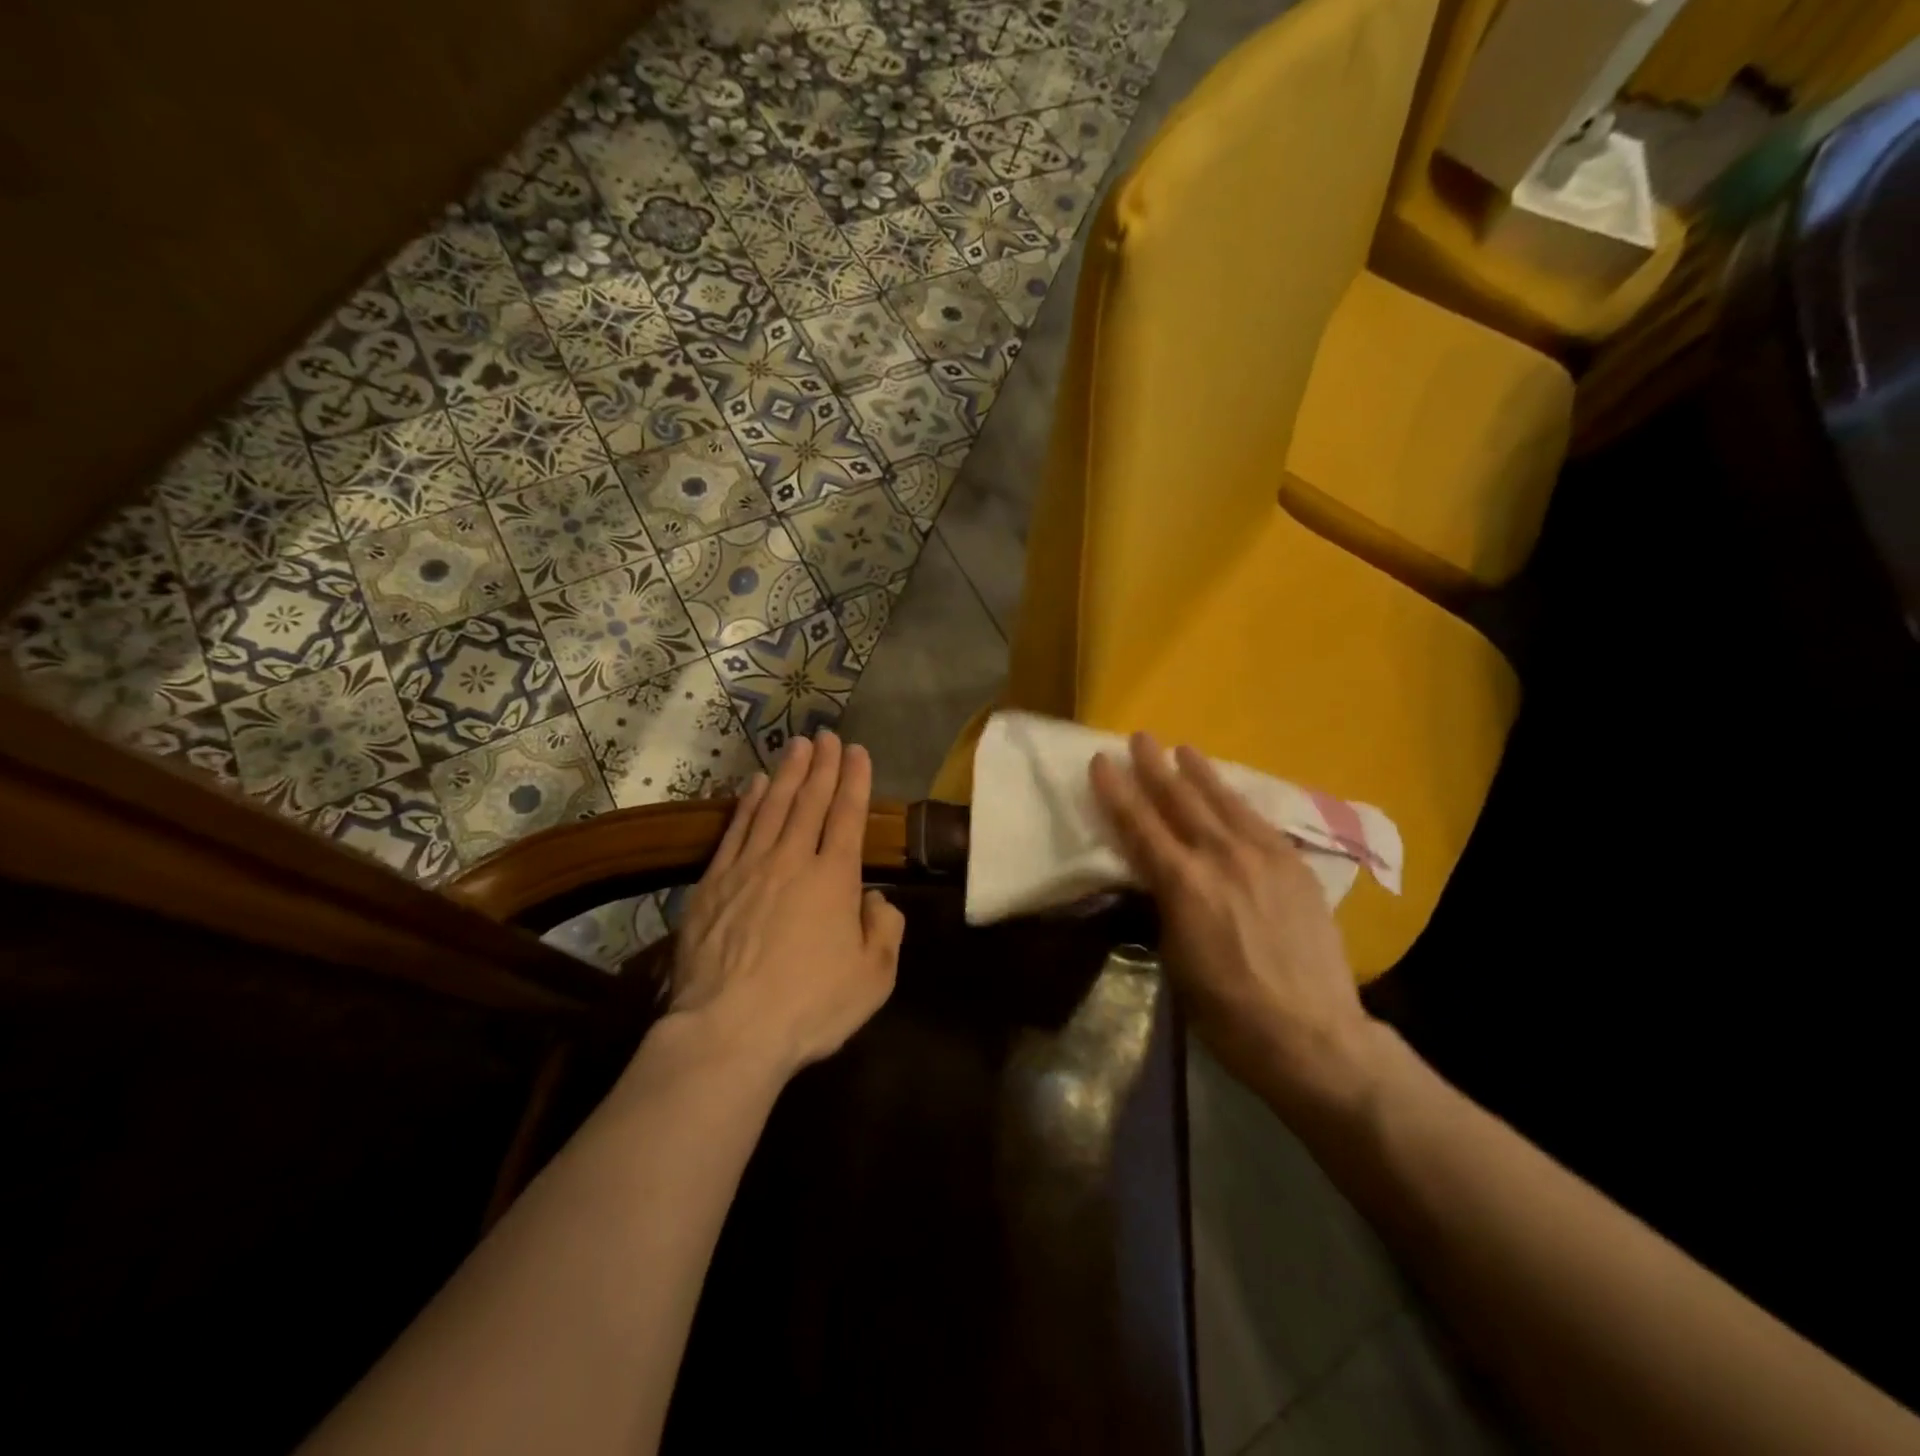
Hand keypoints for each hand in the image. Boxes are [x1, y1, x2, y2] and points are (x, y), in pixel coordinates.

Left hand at [667, 731, 905, 1081]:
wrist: (728, 1031)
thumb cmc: (810, 1006)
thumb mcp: (874, 978)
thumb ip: (884, 930)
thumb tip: (875, 899)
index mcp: (834, 879)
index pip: (847, 816)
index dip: (854, 780)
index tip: (857, 751)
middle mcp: (792, 860)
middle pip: (809, 801)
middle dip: (822, 765)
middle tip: (827, 735)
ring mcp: (748, 868)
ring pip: (772, 807)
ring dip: (786, 773)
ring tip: (796, 746)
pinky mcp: (713, 884)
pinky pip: (735, 830)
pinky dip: (747, 803)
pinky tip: (753, 785)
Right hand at [1089, 734, 1380, 1111]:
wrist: (1311, 1035)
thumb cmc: (1225, 1009)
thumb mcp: (1173, 957)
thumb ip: (1164, 904)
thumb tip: (1158, 877)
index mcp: (1183, 883)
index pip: (1139, 824)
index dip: (1116, 791)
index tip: (1101, 761)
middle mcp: (1221, 857)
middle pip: (1180, 800)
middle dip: (1155, 766)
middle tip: (1139, 738)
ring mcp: (1265, 857)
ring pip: (1224, 802)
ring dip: (1200, 773)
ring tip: (1183, 749)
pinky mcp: (1296, 866)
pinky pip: (1259, 822)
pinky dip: (1237, 802)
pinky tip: (1231, 794)